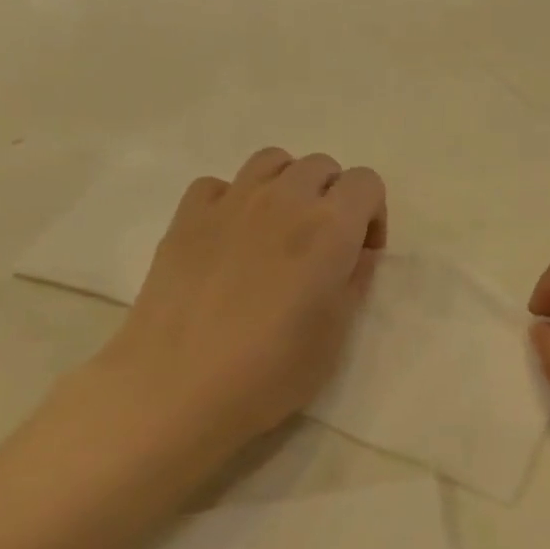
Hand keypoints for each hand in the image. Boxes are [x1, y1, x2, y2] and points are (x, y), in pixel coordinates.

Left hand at [90, 147, 386, 464]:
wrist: (177, 387)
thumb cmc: (270, 371)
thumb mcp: (335, 335)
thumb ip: (354, 281)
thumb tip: (356, 252)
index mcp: (330, 228)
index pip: (366, 182)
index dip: (372, 214)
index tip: (360, 254)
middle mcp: (283, 200)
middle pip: (321, 166)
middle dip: (332, 197)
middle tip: (322, 245)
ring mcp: (230, 202)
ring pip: (271, 161)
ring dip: (287, 186)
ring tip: (279, 231)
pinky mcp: (186, 216)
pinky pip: (220, 184)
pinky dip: (234, 200)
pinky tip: (230, 238)